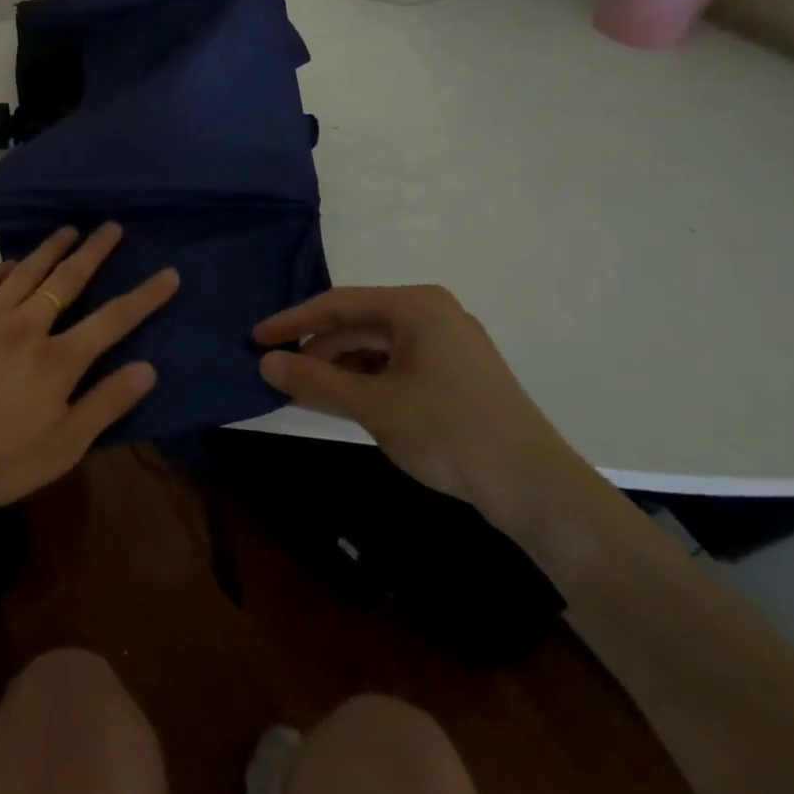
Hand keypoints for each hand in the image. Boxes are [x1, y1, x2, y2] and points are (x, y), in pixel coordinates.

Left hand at [0, 223, 178, 527]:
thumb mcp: (63, 447)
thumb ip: (106, 405)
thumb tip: (148, 368)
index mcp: (57, 361)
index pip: (112, 319)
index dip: (145, 296)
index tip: (168, 273)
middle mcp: (26, 327)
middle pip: (68, 279)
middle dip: (94, 251)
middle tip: (111, 226)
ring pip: (26, 271)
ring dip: (51, 247)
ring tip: (69, 229)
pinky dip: (1, 268)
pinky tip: (10, 263)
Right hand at [254, 285, 591, 526]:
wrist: (537, 488)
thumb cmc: (448, 432)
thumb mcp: (372, 406)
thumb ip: (314, 381)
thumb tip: (265, 364)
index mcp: (416, 306)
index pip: (338, 305)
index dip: (292, 323)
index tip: (256, 340)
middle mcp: (433, 313)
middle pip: (358, 325)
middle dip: (318, 350)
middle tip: (281, 375)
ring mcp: (450, 343)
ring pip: (377, 346)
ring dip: (341, 368)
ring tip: (310, 393)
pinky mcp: (459, 373)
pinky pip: (398, 364)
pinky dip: (368, 380)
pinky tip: (350, 402)